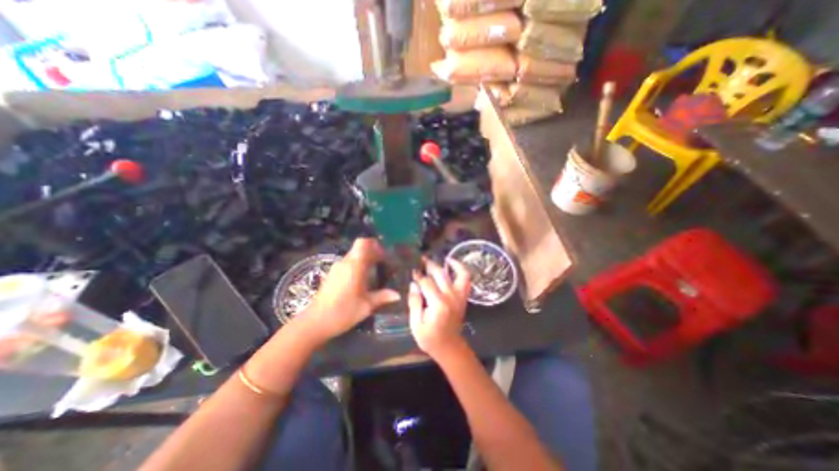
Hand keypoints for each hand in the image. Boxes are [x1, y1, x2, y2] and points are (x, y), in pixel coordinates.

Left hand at [295, 239, 398, 345]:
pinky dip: (357, 267)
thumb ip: (382, 297)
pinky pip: (347, 264)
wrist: (315, 323)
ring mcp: (336, 269)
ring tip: (375, 273)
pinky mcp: (331, 275)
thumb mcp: (366, 306)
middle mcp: (345, 263)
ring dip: (364, 260)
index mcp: (355, 266)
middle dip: (372, 253)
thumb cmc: (343, 312)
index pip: (363, 243)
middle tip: (383, 264)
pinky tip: (362, 281)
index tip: (384, 253)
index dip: (375, 244)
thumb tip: (398, 294)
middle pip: (359, 248)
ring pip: (353, 256)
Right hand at [409, 257, 471, 359]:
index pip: (426, 282)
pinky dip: (461, 269)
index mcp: (438, 303)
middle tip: (421, 259)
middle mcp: (451, 296)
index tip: (412, 271)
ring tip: (440, 258)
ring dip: (449, 263)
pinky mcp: (463, 297)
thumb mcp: (416, 324)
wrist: (450, 347)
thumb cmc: (430, 338)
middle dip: (430, 265)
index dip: (418, 275)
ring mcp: (459, 296)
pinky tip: (452, 264)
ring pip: (457, 273)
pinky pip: (466, 279)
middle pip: (440, 274)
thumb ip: (414, 303)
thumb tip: (413, 284)